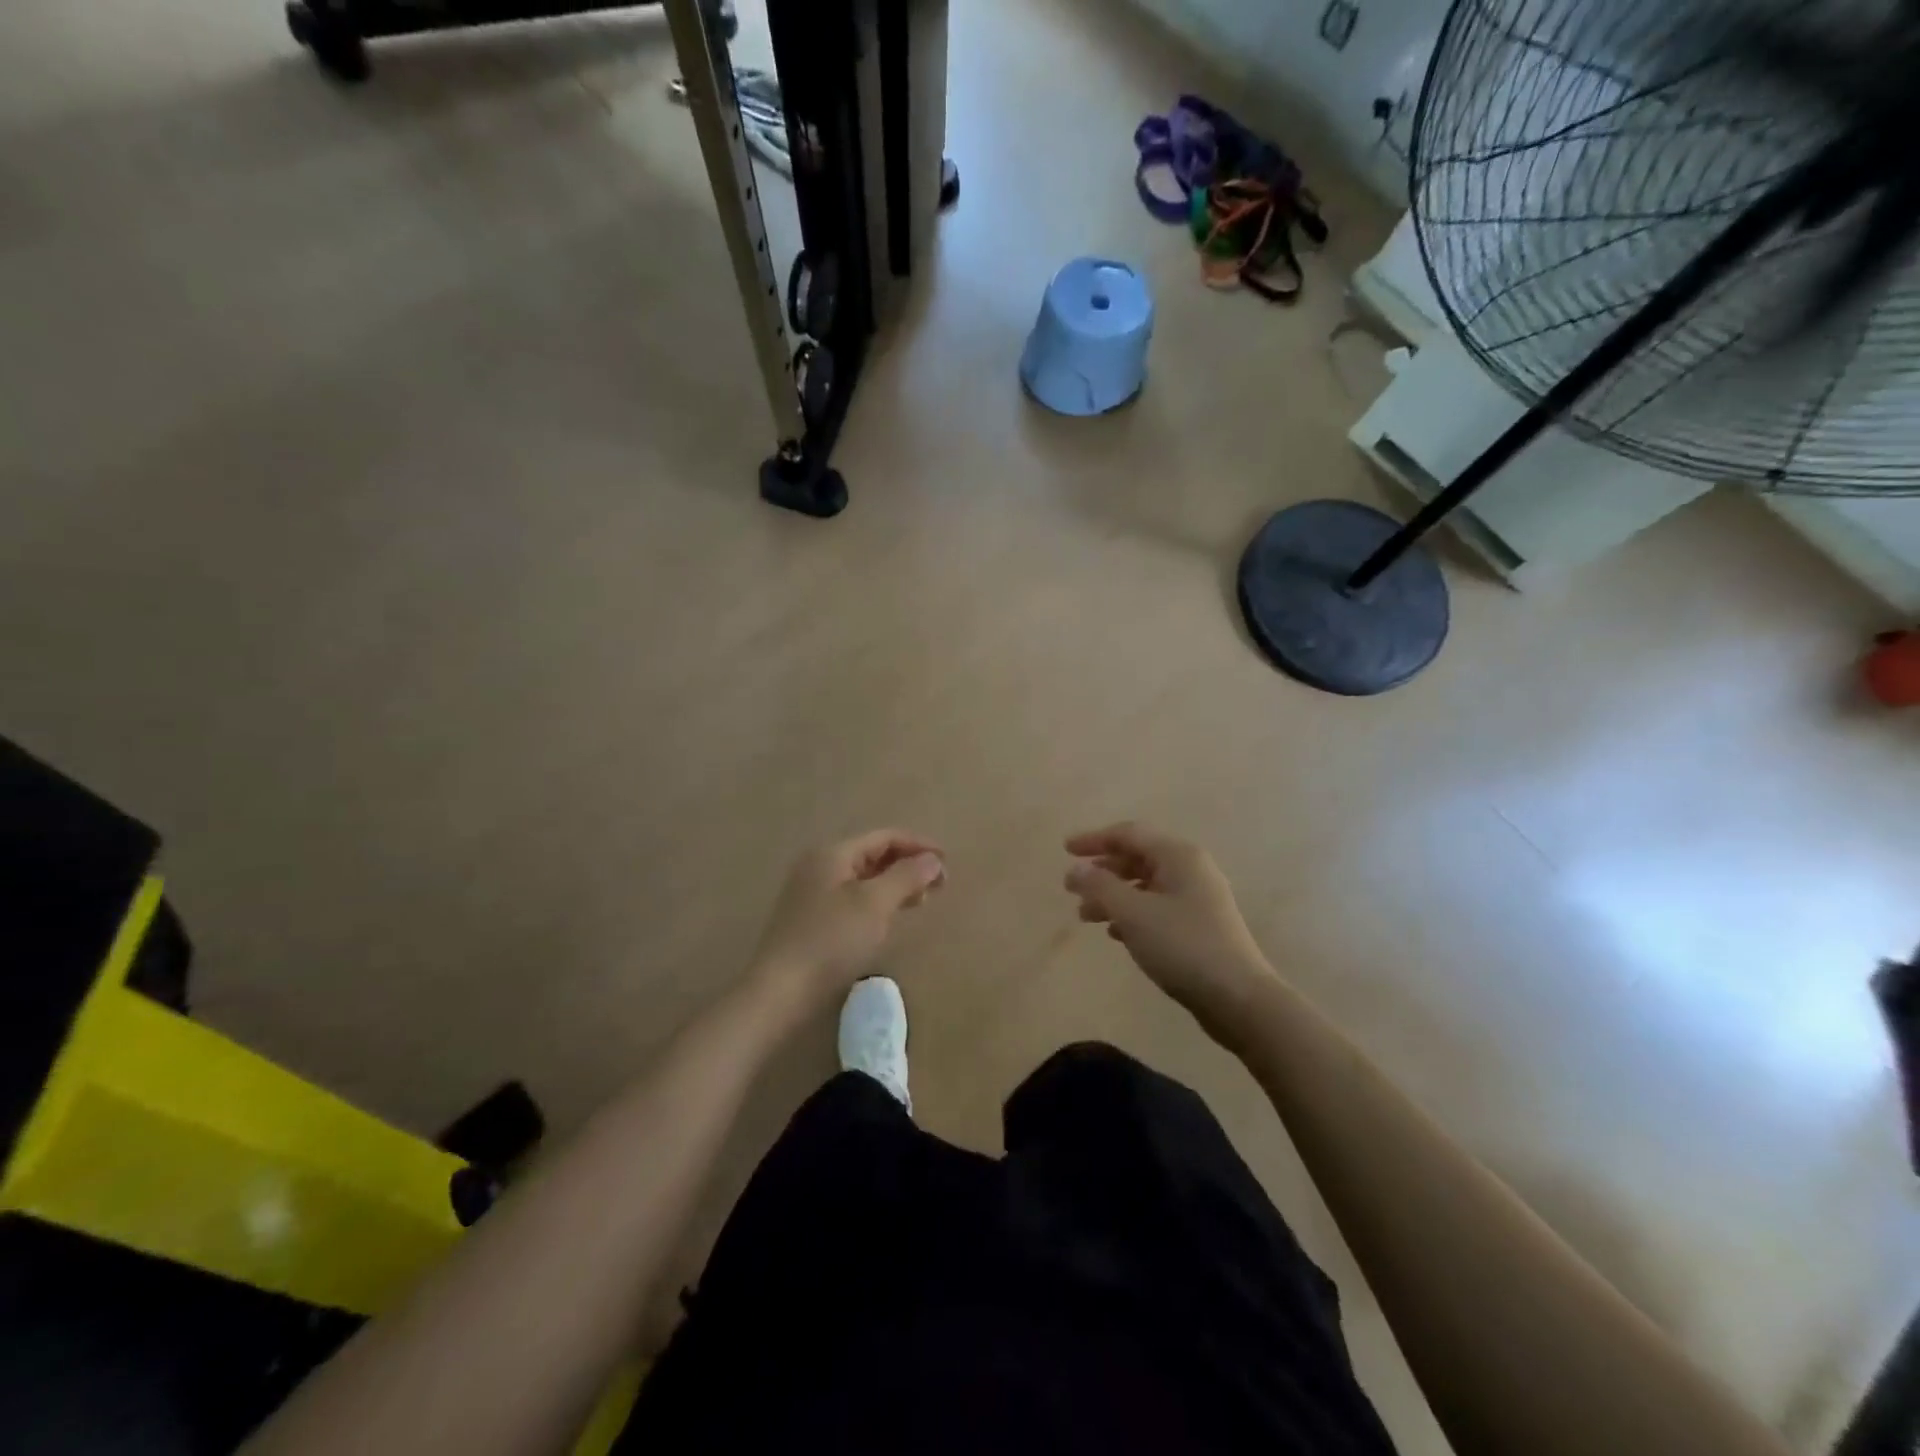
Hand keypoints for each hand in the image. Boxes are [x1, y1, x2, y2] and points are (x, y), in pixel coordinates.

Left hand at [752, 830, 945, 1002]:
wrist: (780, 991)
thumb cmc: (831, 940)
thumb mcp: (874, 904)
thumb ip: (906, 876)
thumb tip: (932, 859)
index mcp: (833, 853)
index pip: (884, 837)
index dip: (918, 846)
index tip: (947, 863)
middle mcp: (820, 866)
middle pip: (873, 855)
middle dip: (908, 865)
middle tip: (939, 886)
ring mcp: (812, 893)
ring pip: (864, 878)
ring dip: (895, 884)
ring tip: (921, 901)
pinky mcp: (812, 919)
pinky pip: (853, 898)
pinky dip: (878, 901)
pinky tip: (890, 918)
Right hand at [1064, 822, 1275, 1043]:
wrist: (1238, 998)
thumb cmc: (1182, 946)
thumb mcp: (1133, 913)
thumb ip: (1100, 886)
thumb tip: (1076, 869)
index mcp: (1178, 855)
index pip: (1128, 834)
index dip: (1094, 839)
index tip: (1065, 850)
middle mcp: (1190, 869)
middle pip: (1137, 858)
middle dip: (1102, 871)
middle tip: (1072, 888)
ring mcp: (1198, 898)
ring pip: (1145, 885)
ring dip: (1113, 896)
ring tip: (1086, 917)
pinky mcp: (1200, 925)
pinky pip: (1157, 907)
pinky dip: (1132, 913)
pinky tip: (1115, 933)